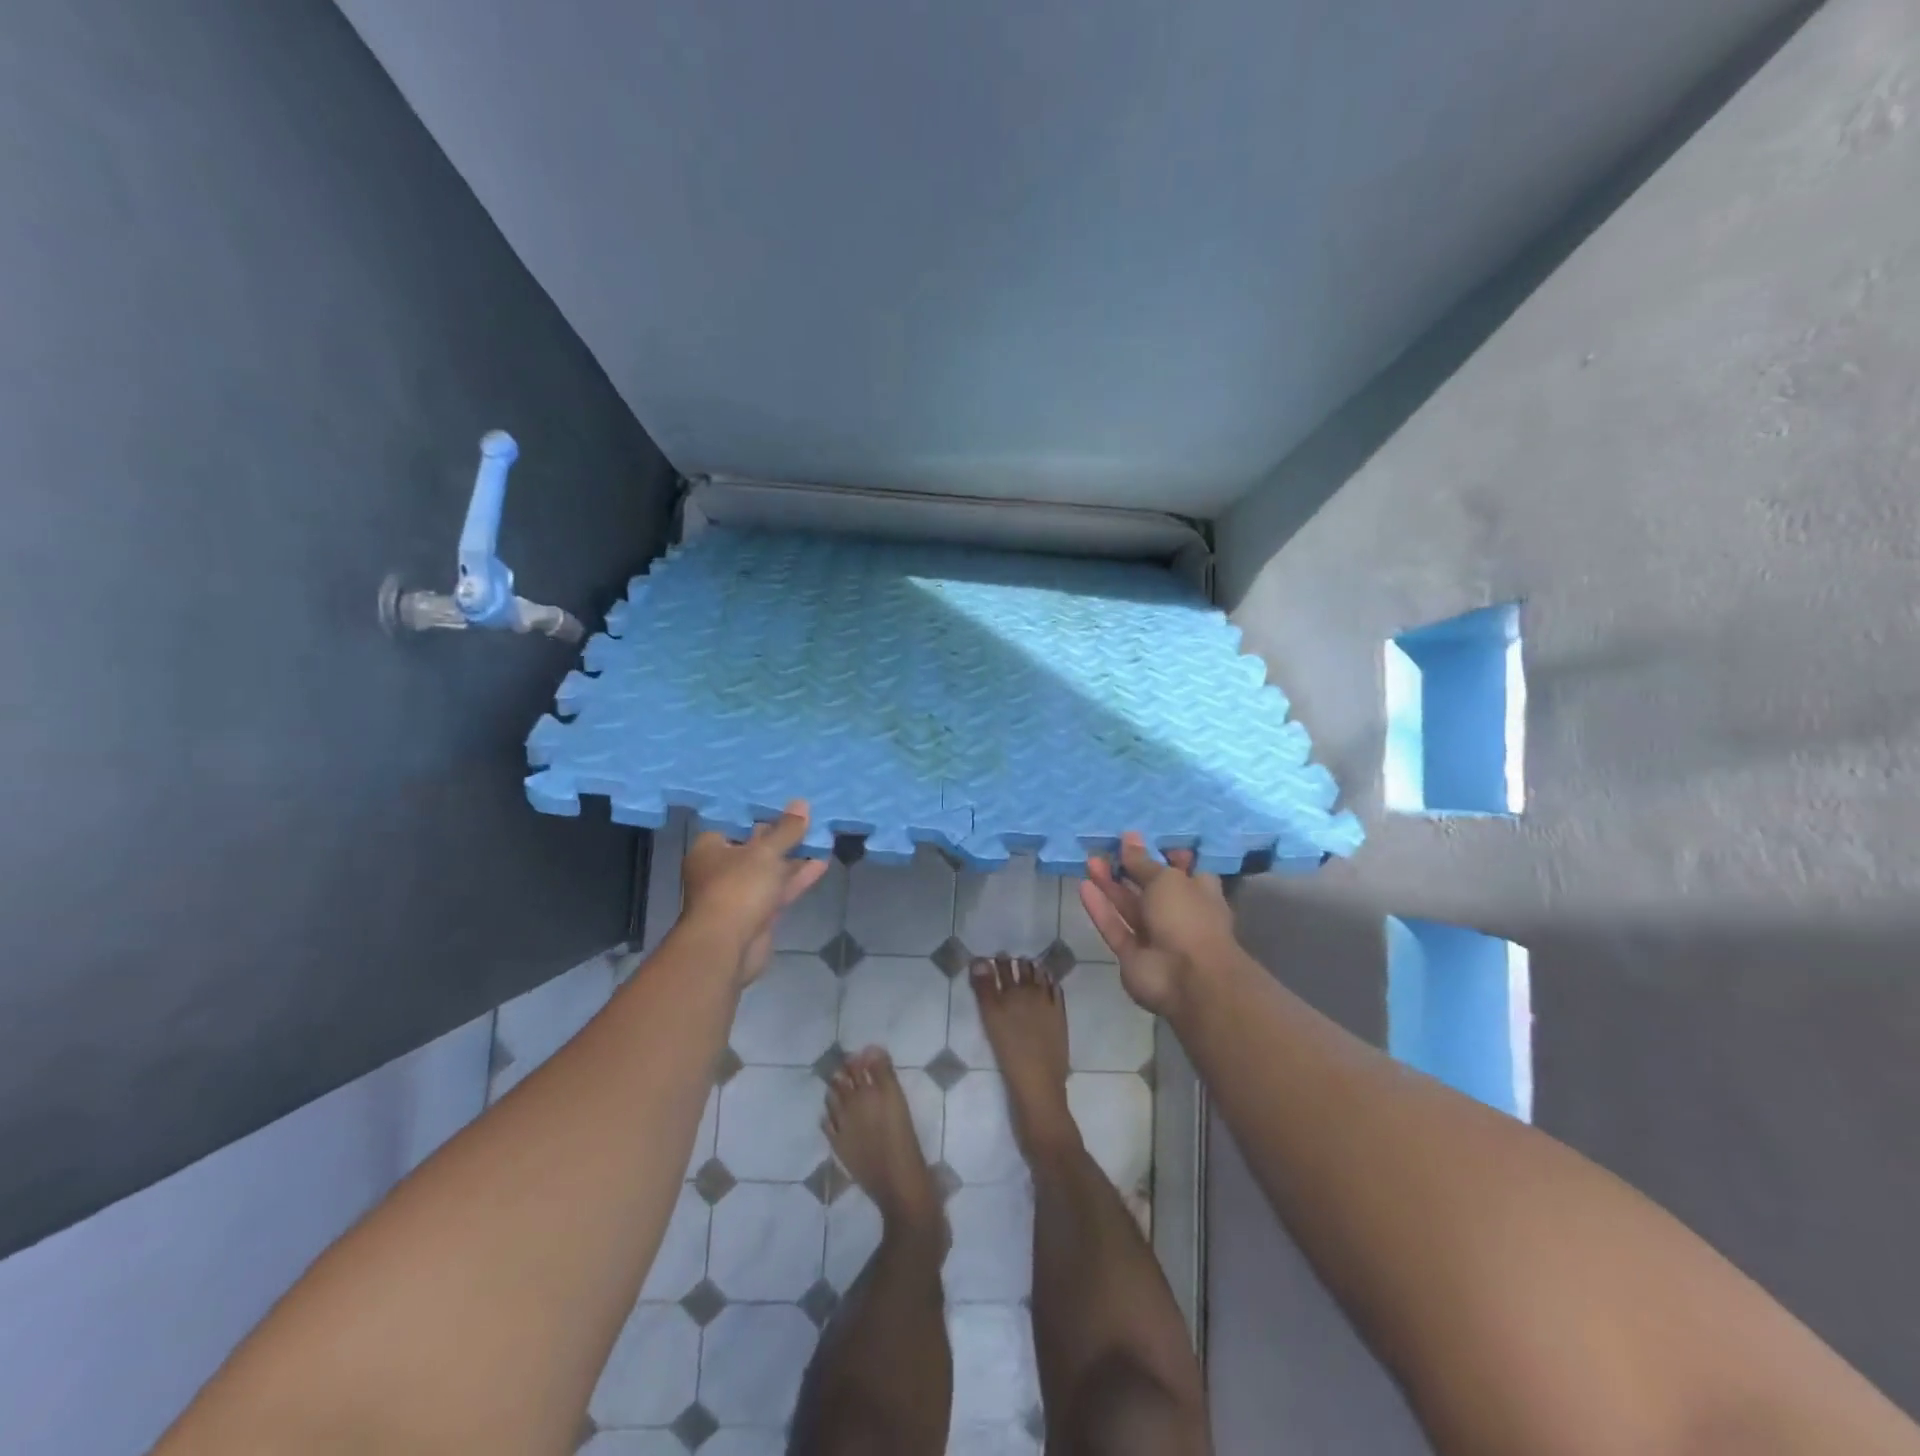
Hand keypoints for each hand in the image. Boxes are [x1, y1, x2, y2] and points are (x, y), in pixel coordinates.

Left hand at [680, 801, 830, 985]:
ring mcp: (739, 893)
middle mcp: (721, 869)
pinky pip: (778, 890)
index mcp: (710, 848)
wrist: (727, 947)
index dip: (760, 813)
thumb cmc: (737, 888)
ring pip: (770, 870)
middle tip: (809, 818)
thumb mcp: (766, 852)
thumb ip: (786, 830)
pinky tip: (821, 863)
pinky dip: (797, 878)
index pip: (735, 823)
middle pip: (755, 847)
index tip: (785, 803)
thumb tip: (801, 803)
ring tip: (821, 838)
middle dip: (782, 836)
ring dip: (794, 857)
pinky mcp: (757, 914)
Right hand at [1079, 832, 1234, 1016]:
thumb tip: (1129, 836)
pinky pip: (1115, 927)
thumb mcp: (1166, 879)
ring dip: (1110, 885)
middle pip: (1149, 887)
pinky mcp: (1132, 955)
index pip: (1182, 869)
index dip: (1162, 854)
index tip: (1140, 840)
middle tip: (1105, 848)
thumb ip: (1142, 861)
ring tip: (1090, 861)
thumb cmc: (1188, 917)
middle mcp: (1178, 913)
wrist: (1189, 979)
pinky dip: (1101, 909)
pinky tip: (1084, 887)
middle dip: (1128, 868)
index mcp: (1198, 892)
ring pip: (1129, 906)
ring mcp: (1155, 937)